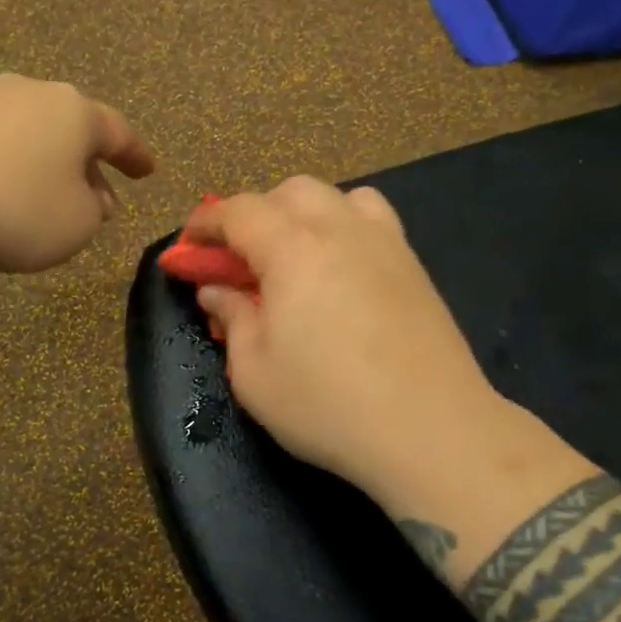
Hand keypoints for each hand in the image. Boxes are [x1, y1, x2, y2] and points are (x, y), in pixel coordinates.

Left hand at [0, 74, 156, 273]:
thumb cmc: (20, 210)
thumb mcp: (78, 224)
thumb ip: (93, 209)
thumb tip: (89, 197)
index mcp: (73, 111)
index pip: (117, 132)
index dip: (135, 155)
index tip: (148, 171)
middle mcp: (28, 93)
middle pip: (68, 128)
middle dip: (85, 164)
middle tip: (96, 198)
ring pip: (25, 133)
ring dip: (41, 164)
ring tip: (41, 199)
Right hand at [185, 178, 508, 499]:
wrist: (430, 429)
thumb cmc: (327, 406)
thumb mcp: (254, 373)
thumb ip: (232, 319)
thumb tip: (217, 289)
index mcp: (293, 249)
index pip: (239, 211)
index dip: (206, 224)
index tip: (190, 249)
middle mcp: (341, 230)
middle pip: (290, 192)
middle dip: (256, 214)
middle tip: (241, 261)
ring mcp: (385, 243)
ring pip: (338, 197)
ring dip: (304, 214)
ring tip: (295, 257)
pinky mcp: (414, 266)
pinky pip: (373, 220)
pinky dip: (345, 227)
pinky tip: (341, 272)